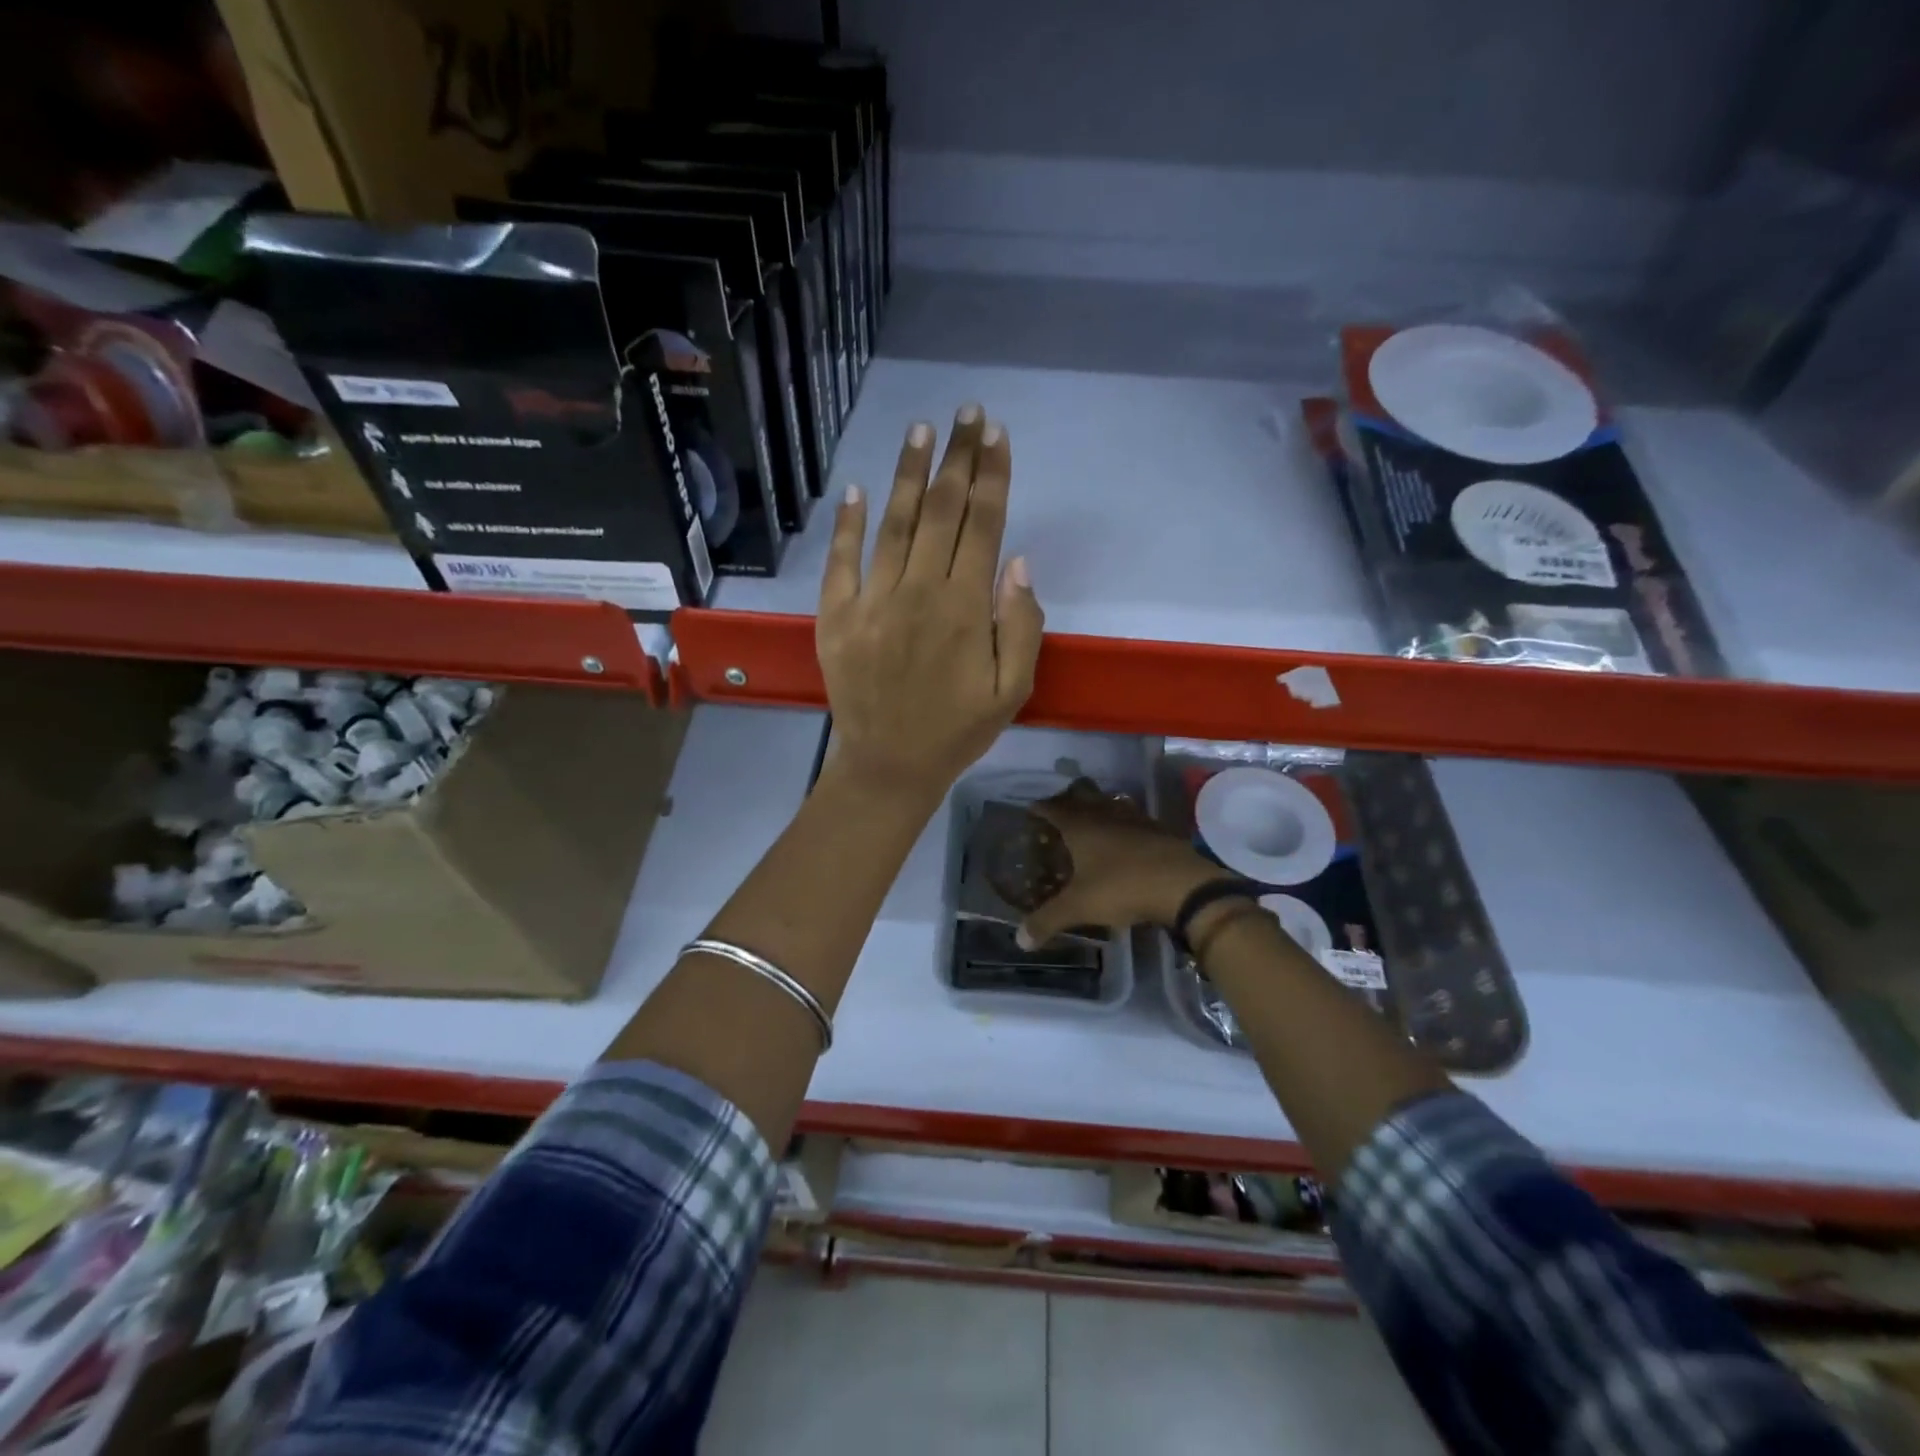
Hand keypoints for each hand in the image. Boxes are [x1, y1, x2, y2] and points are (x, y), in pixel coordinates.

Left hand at [816, 405, 1044, 803]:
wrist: (889, 765)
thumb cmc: (958, 730)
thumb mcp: (1012, 691)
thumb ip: (1020, 626)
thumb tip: (1016, 562)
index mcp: (964, 610)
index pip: (981, 526)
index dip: (991, 476)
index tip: (996, 435)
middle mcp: (918, 593)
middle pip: (941, 512)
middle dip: (958, 458)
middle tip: (967, 413)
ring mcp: (871, 601)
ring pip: (895, 524)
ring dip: (910, 474)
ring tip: (923, 431)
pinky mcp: (836, 616)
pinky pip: (841, 560)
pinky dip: (846, 523)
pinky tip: (855, 488)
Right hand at [1015, 780, 1227, 946]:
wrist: (1183, 885)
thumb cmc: (1123, 887)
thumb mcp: (1079, 907)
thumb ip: (1047, 921)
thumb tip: (1020, 940)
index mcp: (1080, 826)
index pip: (1053, 808)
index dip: (1040, 808)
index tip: (1031, 810)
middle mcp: (1105, 814)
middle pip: (1082, 796)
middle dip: (1068, 800)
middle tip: (1059, 811)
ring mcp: (1135, 819)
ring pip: (1110, 804)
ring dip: (1098, 808)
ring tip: (1091, 820)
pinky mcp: (1158, 830)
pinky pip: (1133, 818)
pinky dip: (1123, 823)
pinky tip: (1125, 838)